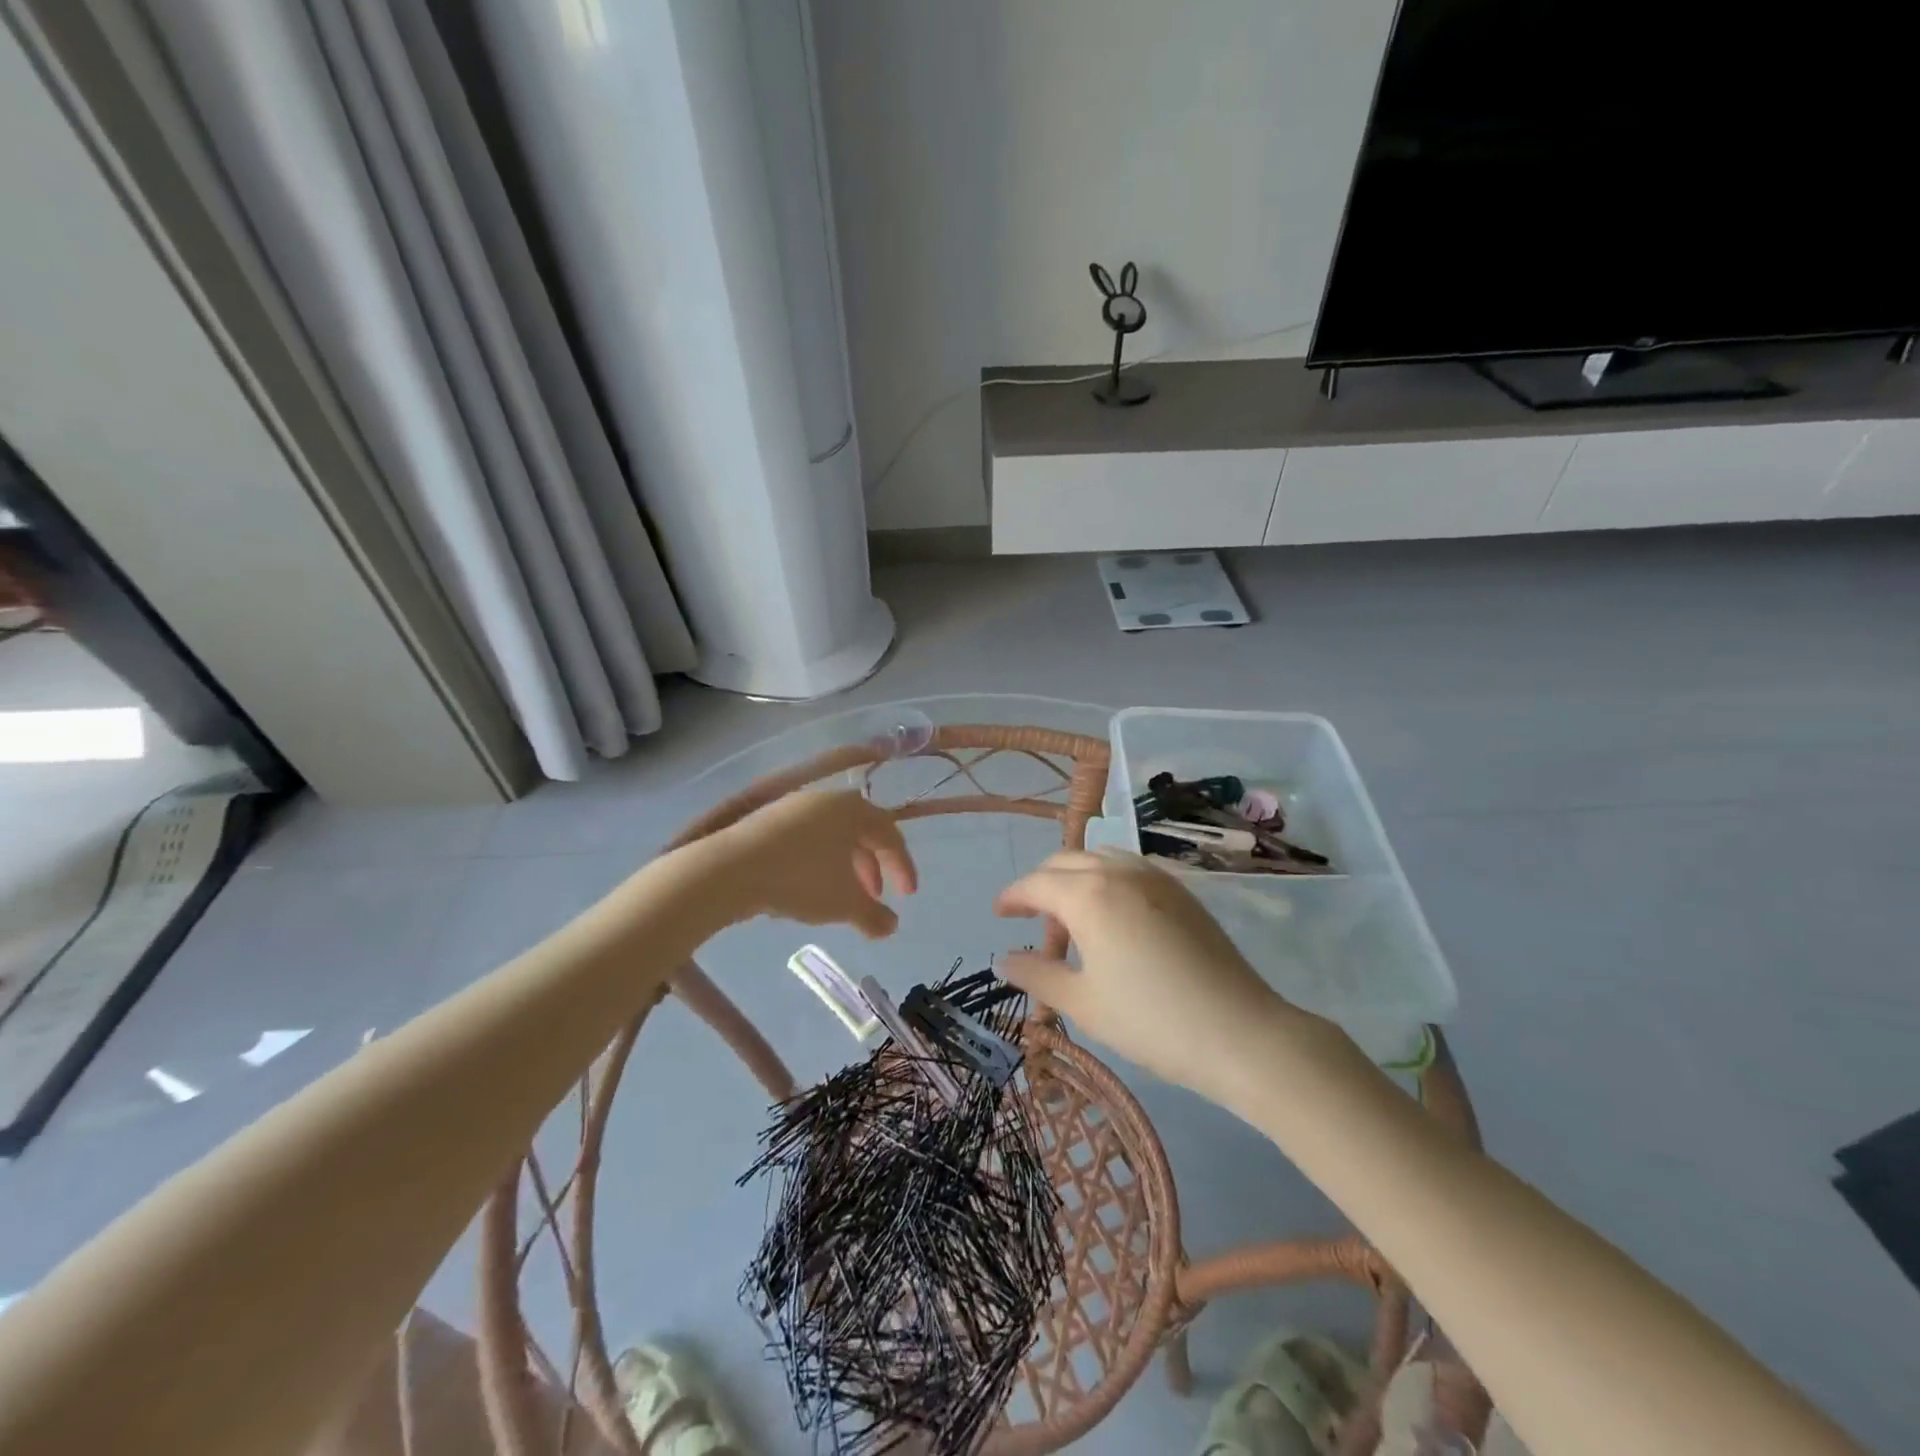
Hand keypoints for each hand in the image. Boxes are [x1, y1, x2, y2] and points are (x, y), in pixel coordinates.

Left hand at [709, 790, 916, 937]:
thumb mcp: (845, 904)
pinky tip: (804, 890)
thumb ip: (874, 916)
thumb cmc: (801, 879)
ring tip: (838, 899)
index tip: (907, 896)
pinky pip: (803, 841)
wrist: (729, 869)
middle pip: (860, 833)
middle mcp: (826, 800)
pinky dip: (815, 863)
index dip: (903, 866)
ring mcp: (793, 807)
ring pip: (830, 837)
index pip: (890, 834)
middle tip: (871, 900)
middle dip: (871, 868)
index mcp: (853, 810)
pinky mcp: (765, 821)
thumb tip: (891, 927)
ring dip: (843, 868)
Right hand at [995, 850, 1301, 1104]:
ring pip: (1098, 859)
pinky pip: (1127, 869)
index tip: (998, 915)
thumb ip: (1036, 974)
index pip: (1036, 883)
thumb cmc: (1151, 1020)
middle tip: (1031, 924)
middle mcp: (1118, 871)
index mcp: (1088, 894)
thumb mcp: (1082, 1003)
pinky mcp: (1180, 891)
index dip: (1012, 897)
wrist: (1240, 1033)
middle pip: (1065, 862)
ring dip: (1074, 880)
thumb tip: (1003, 958)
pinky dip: (1105, 882)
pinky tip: (1111, 921)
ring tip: (1073, 923)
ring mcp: (1154, 877)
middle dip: (1040, 886)